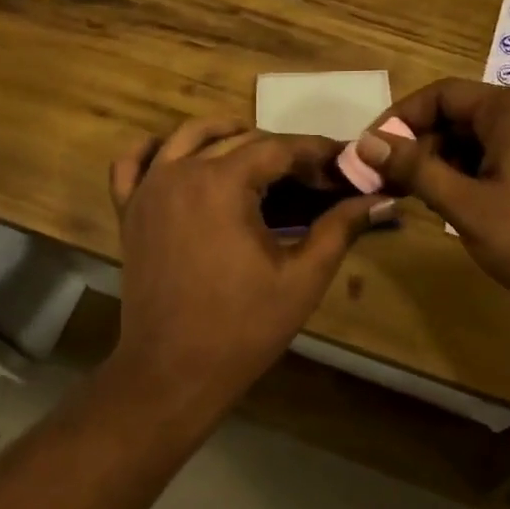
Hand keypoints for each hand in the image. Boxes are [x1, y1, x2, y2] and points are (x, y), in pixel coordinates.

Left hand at [108, 118, 392, 410]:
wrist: (171, 372)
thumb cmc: (242, 328)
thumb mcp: (302, 278)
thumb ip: (340, 229)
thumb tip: (380, 199)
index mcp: (222, 183)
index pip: (279, 148)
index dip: (316, 153)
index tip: (344, 163)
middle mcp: (181, 171)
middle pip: (239, 139)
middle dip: (281, 151)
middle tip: (315, 176)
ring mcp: (148, 189)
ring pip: (188, 137)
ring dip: (227, 136)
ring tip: (260, 159)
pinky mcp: (129, 210)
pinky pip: (133, 163)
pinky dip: (156, 151)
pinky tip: (180, 158)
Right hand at [355, 79, 509, 324]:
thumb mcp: (466, 205)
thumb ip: (414, 169)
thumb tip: (366, 142)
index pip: (440, 95)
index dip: (400, 120)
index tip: (373, 152)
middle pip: (460, 115)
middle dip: (421, 145)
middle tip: (389, 182)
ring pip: (479, 138)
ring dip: (444, 163)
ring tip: (418, 199)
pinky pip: (502, 156)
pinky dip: (472, 173)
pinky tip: (457, 206)